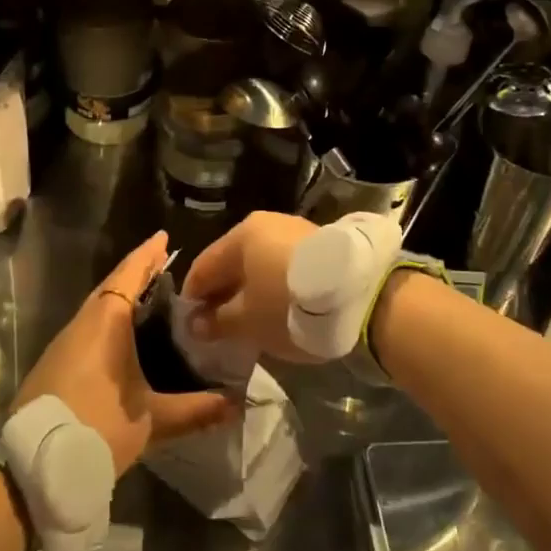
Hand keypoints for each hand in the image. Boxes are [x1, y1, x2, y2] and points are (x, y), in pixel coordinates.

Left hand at [13, 231, 236, 476]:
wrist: (33, 464)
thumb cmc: (98, 427)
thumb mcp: (152, 421)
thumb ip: (195, 410)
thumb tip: (237, 404)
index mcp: (106, 322)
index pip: (129, 275)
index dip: (147, 255)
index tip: (163, 237)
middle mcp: (83, 322)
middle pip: (111, 286)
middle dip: (136, 272)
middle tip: (163, 263)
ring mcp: (64, 342)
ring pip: (97, 307)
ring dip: (120, 296)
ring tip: (149, 295)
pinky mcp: (55, 362)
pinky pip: (88, 325)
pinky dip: (108, 318)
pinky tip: (122, 334)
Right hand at [180, 212, 319, 363]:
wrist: (361, 296)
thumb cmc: (289, 305)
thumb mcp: (248, 321)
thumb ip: (217, 321)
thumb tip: (196, 323)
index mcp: (241, 235)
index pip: (203, 266)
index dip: (193, 297)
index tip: (189, 326)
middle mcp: (265, 223)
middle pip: (232, 262)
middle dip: (222, 294)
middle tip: (218, 327)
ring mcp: (295, 231)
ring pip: (259, 263)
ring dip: (250, 290)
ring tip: (249, 321)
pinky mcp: (319, 245)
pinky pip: (282, 265)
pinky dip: (273, 285)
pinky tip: (277, 308)